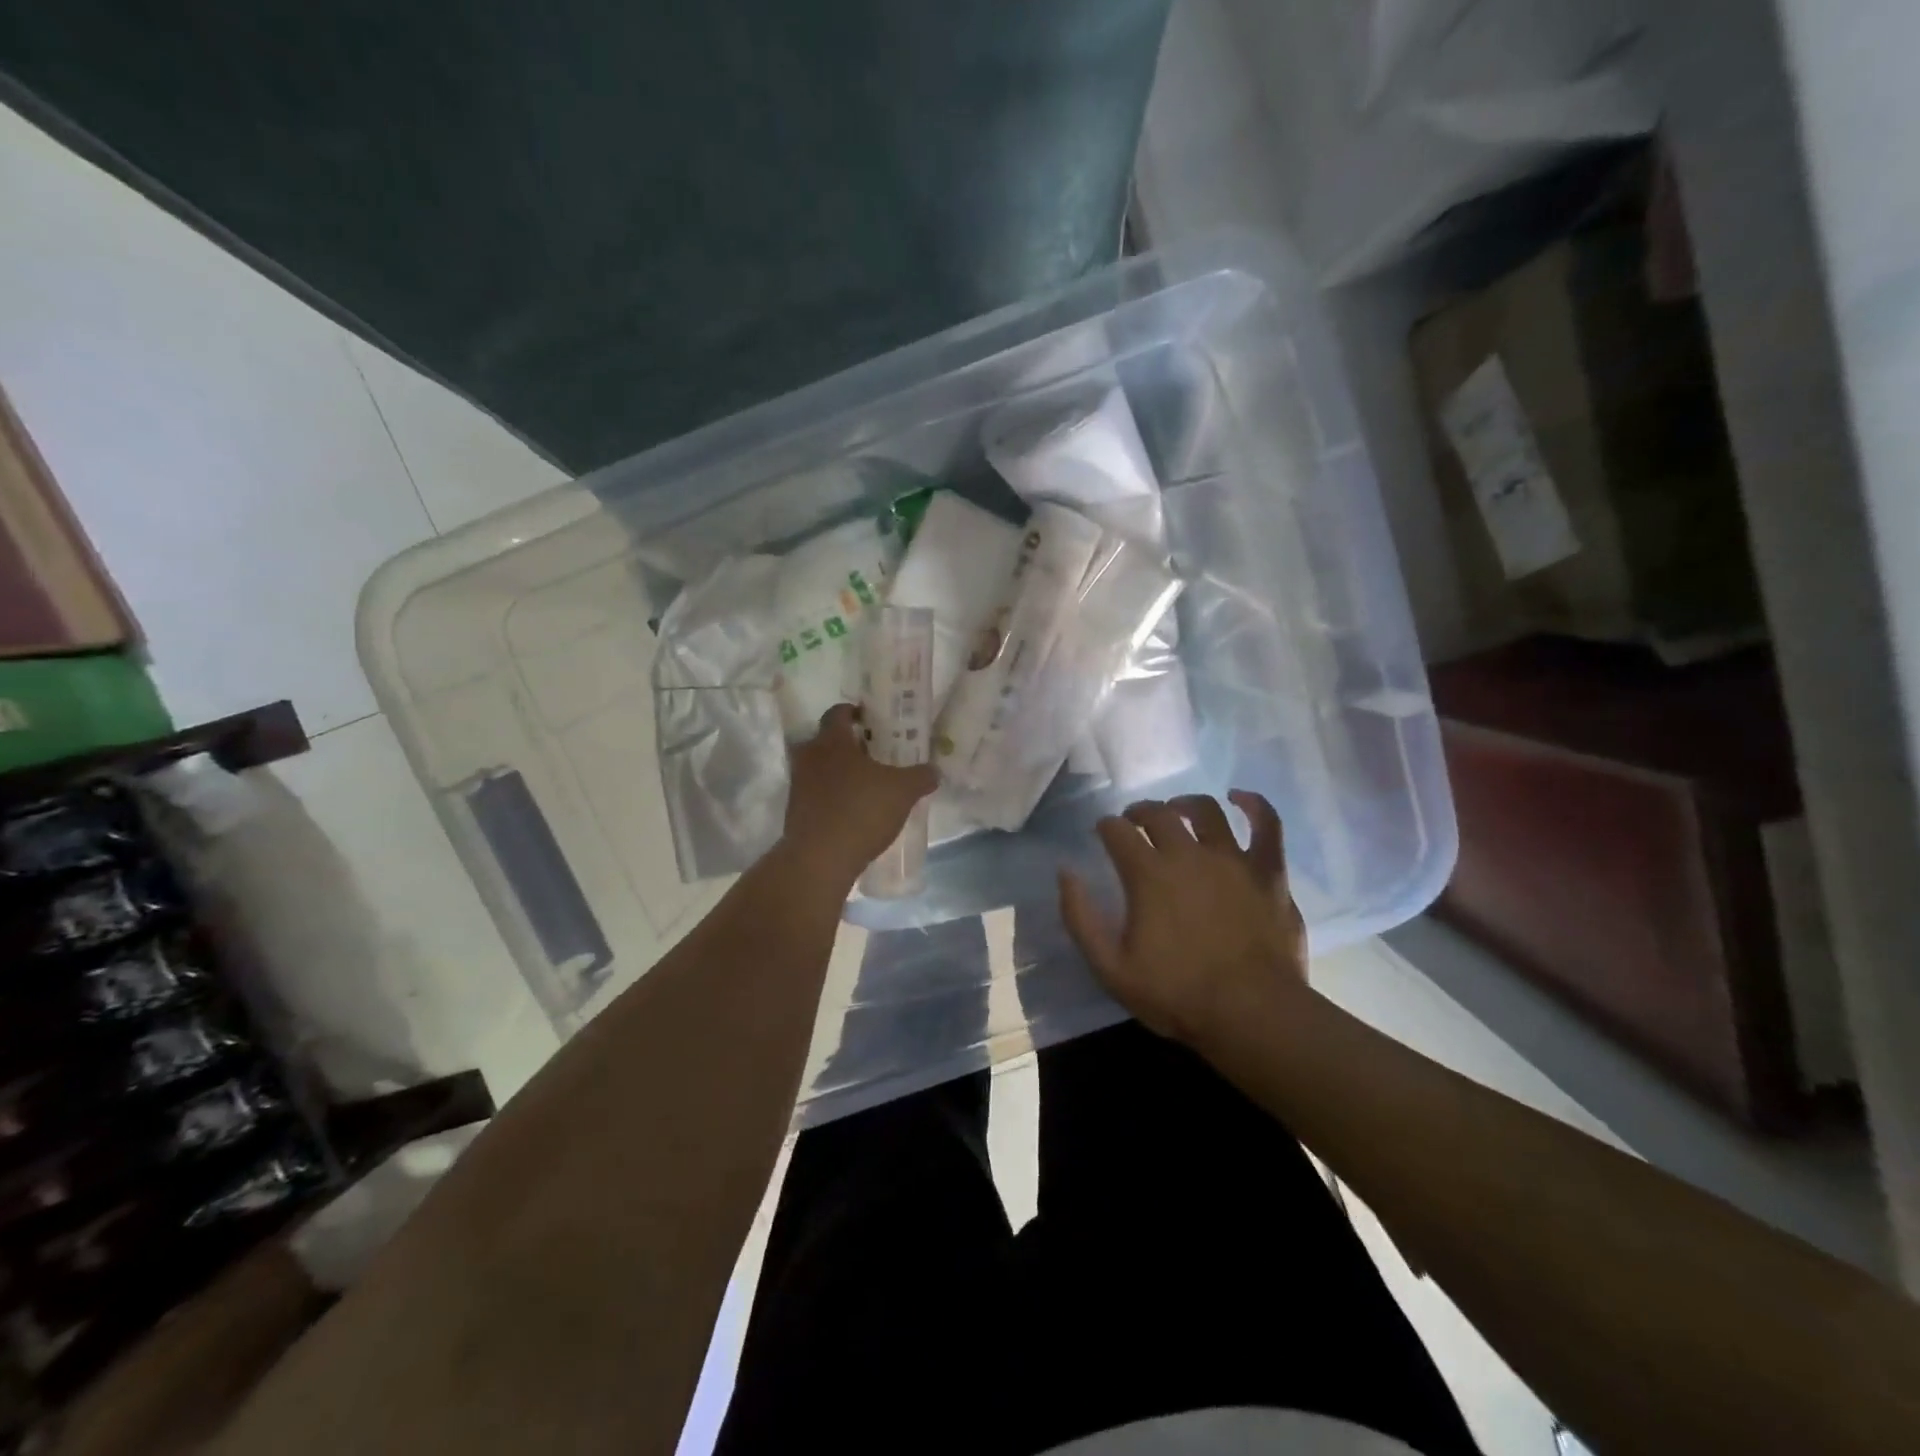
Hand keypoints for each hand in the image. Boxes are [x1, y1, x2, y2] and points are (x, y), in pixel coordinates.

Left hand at [781, 704, 938, 888]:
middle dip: (849, 745)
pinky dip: (833, 798)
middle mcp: (809, 757)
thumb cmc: (861, 811)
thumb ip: (920, 776)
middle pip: (826, 741)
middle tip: (874, 754)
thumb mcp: (903, 791)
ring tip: (867, 785)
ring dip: (840, 773)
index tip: (871, 720)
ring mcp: (798, 786)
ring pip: (820, 769)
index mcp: (831, 741)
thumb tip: (934, 770)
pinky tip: (855, 812)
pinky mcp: (796, 813)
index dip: (854, 712)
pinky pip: (817, 795)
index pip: (837, 712)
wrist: (820, 859)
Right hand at [1059, 791, 1308, 1044]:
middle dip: (1139, 812)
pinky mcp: (1269, 871)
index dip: (1106, 827)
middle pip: (1157, 814)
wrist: (1252, 1014)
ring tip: (1177, 810)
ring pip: (1206, 810)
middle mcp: (1188, 854)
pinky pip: (1267, 824)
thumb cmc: (1177, 995)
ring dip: (1185, 804)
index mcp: (1148, 874)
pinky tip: (1240, 799)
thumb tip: (1066, 873)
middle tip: (1133, 823)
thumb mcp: (1110, 968)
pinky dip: (1254, 805)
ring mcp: (1232, 858)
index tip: (1103, 834)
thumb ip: (1081, 918)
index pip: (1117, 831)